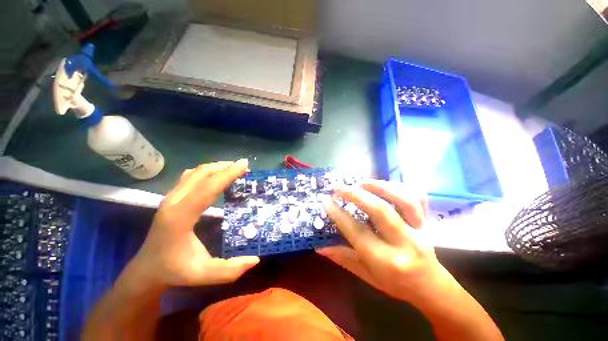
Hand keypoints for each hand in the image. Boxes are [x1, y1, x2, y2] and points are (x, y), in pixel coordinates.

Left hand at [130, 159, 259, 287]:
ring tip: (234, 169)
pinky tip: (217, 177)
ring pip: (194, 173)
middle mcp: (173, 202)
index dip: (227, 174)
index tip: (244, 164)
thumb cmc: (174, 271)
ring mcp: (170, 198)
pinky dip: (207, 172)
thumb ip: (229, 270)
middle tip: (243, 167)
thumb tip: (255, 259)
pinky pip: (191, 177)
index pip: (206, 189)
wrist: (146, 269)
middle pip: (200, 174)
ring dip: (216, 168)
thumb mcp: (202, 275)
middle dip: (224, 167)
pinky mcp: (171, 198)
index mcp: (180, 218)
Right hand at [317, 180, 447, 304]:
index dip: (339, 215)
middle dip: (356, 195)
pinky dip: (402, 187)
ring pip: (403, 200)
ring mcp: (420, 229)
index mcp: (386, 261)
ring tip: (362, 183)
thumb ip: (344, 259)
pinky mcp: (428, 220)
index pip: (357, 232)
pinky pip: (418, 197)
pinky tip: (386, 186)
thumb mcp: (367, 276)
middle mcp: (404, 243)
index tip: (326, 201)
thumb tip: (319, 247)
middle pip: (380, 211)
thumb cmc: (396, 285)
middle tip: (339, 188)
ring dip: (380, 187)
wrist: (431, 287)